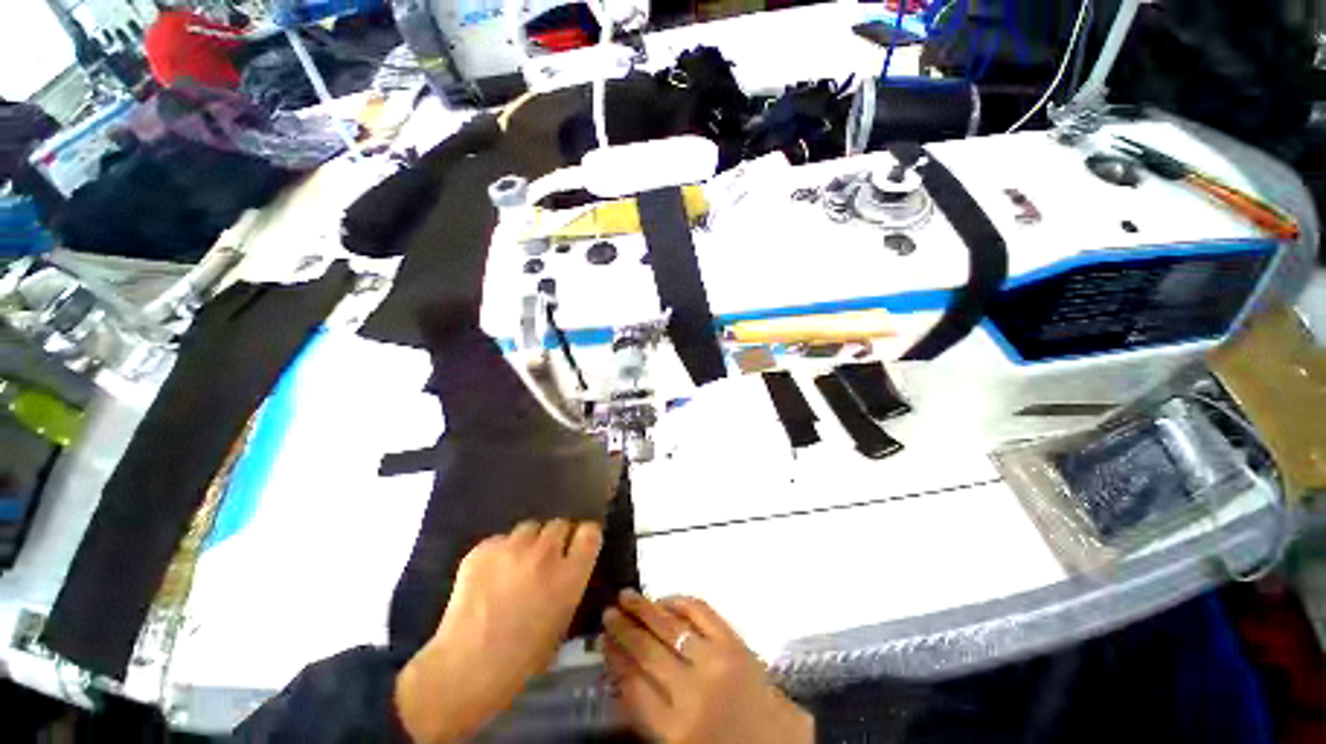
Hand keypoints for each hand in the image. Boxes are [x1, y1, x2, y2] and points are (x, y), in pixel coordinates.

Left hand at [395, 520, 602, 742]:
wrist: (463, 670)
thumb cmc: (520, 662)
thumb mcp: (560, 625)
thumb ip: (569, 588)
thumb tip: (568, 572)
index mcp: (569, 575)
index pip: (590, 532)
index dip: (586, 537)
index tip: (580, 546)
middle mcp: (545, 553)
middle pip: (560, 524)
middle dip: (556, 538)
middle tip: (546, 558)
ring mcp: (512, 548)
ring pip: (530, 527)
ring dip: (529, 541)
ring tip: (517, 563)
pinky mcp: (483, 549)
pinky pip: (501, 539)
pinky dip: (500, 552)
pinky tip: (491, 574)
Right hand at [603, 591, 813, 743]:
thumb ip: (648, 714)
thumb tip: (621, 673)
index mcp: (675, 731)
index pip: (631, 686)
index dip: (613, 659)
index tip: (601, 641)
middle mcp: (691, 692)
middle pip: (646, 652)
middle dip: (623, 630)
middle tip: (608, 613)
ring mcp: (715, 661)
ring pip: (669, 626)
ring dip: (644, 608)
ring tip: (626, 596)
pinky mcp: (735, 642)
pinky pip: (701, 611)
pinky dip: (680, 600)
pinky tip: (666, 599)